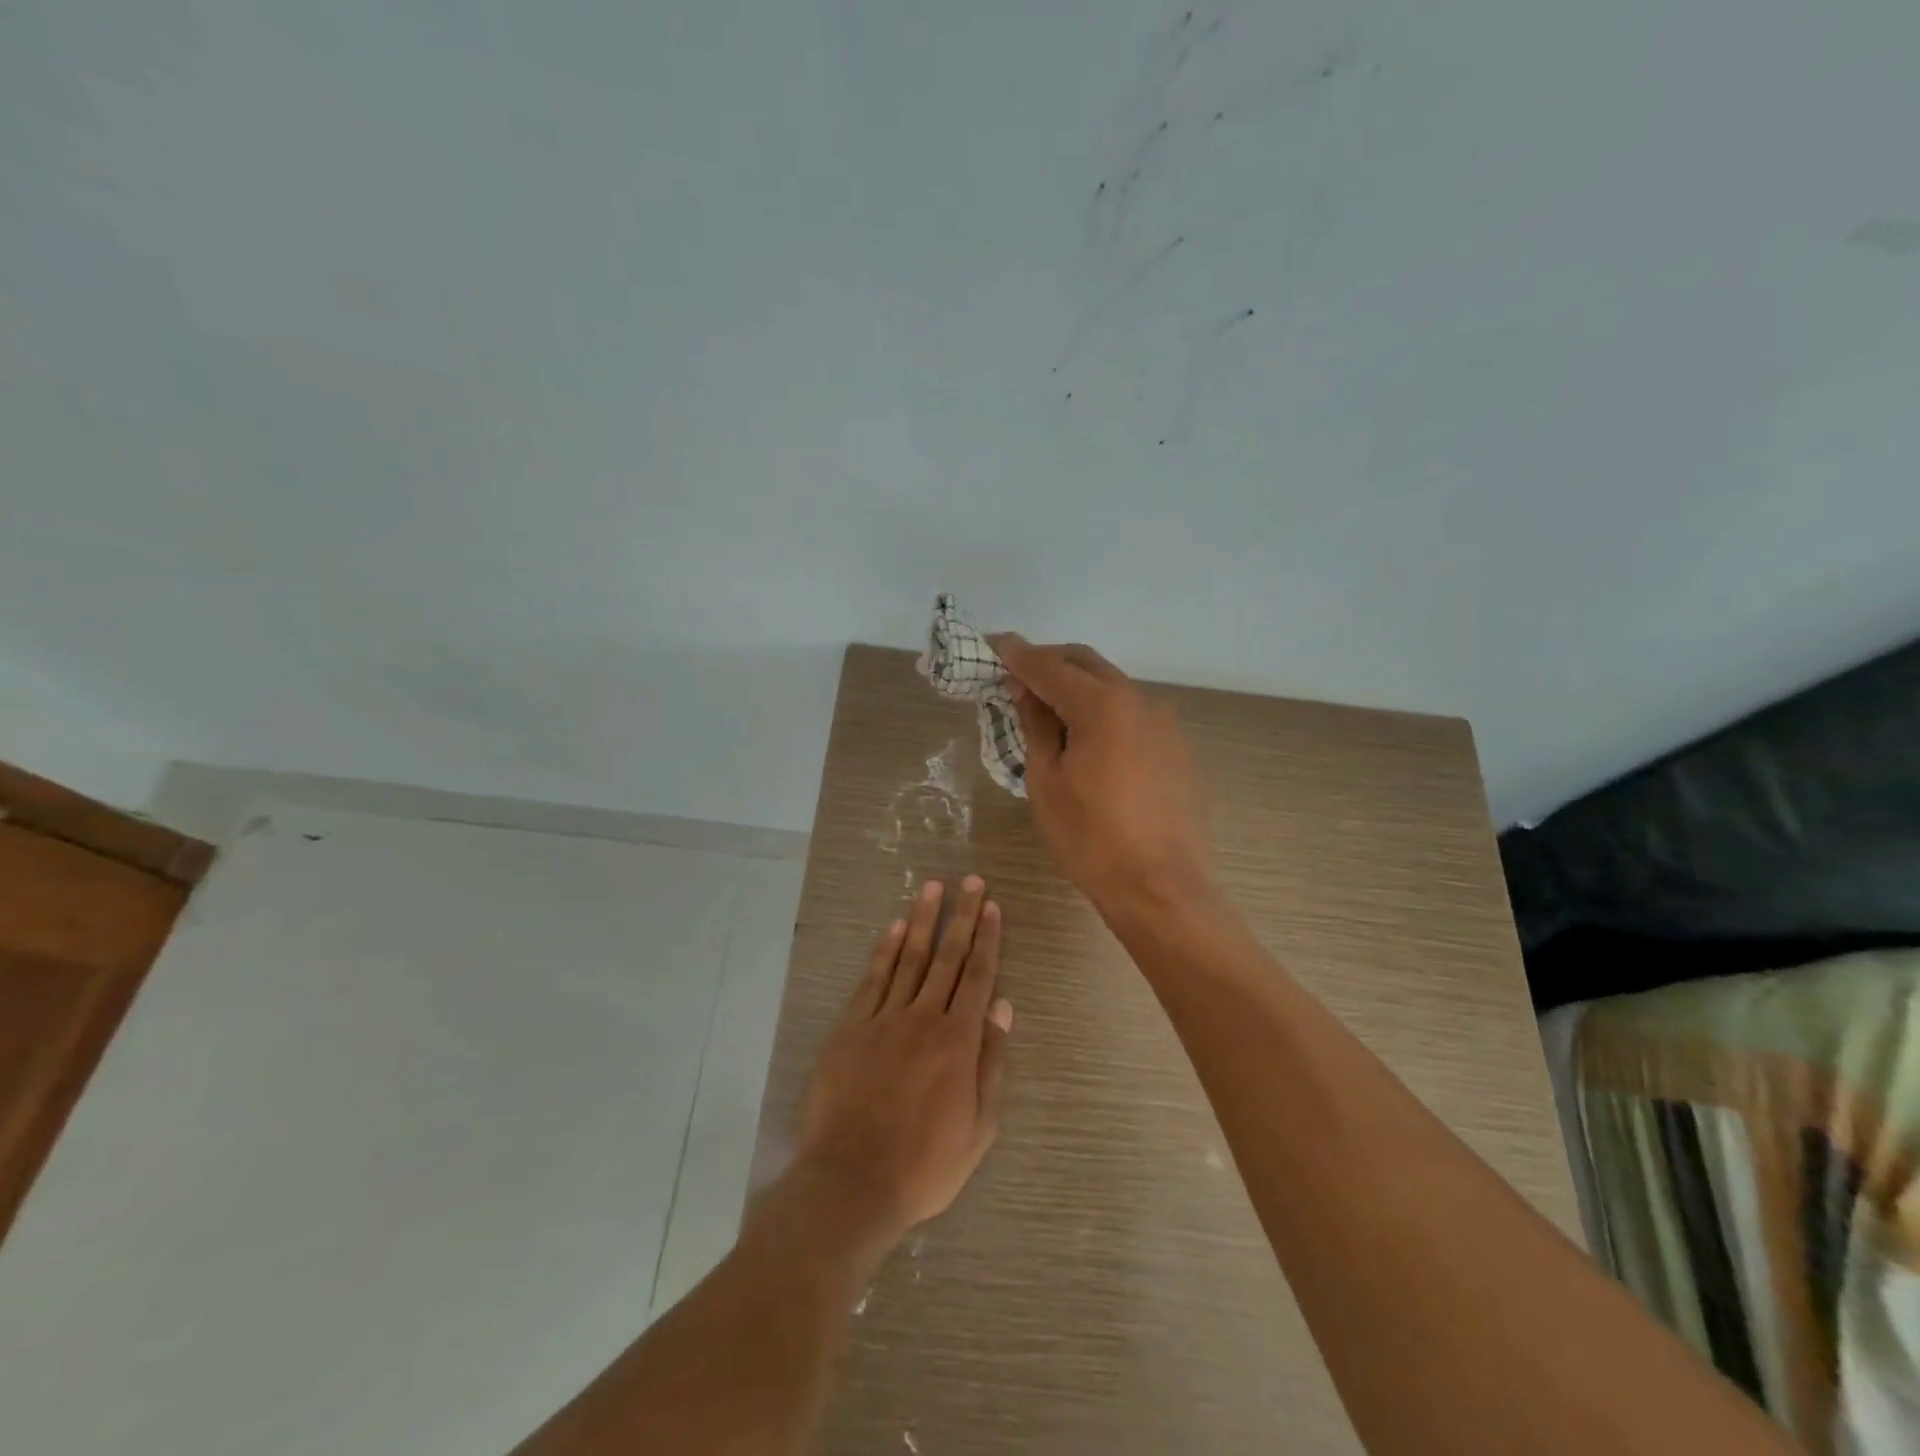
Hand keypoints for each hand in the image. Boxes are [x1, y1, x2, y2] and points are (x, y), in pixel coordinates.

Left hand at [795, 877, 1013, 1242]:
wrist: (852, 1182)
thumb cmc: (925, 1165)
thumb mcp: (978, 1127)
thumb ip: (991, 1061)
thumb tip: (1002, 1006)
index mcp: (958, 1041)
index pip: (978, 977)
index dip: (987, 939)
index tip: (992, 907)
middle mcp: (923, 1018)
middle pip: (946, 957)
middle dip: (961, 916)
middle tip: (970, 880)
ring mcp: (883, 1019)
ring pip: (908, 958)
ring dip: (922, 920)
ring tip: (933, 887)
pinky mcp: (851, 1027)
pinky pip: (872, 980)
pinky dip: (884, 951)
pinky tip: (894, 928)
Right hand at [990, 635, 1213, 917]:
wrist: (1162, 888)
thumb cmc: (1091, 839)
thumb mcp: (1046, 782)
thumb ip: (1036, 726)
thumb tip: (1025, 691)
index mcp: (1102, 705)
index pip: (1048, 665)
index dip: (1015, 654)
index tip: (991, 643)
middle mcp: (1138, 700)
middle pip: (1085, 663)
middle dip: (1047, 661)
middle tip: (1014, 674)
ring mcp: (1162, 722)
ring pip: (1110, 685)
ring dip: (1075, 685)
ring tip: (1045, 708)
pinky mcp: (1175, 746)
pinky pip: (1130, 711)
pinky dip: (1101, 708)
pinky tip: (1085, 736)